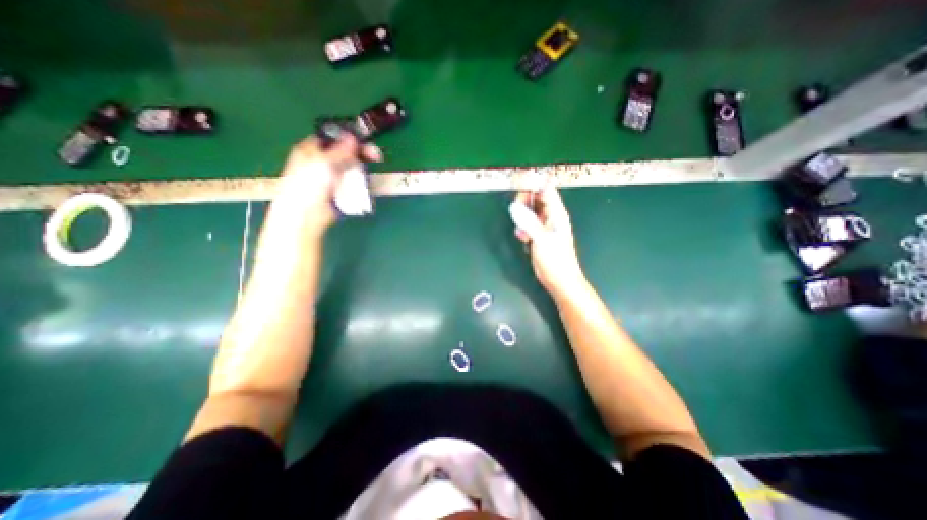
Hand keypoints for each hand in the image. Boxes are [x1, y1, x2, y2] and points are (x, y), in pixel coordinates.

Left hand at [277, 132, 382, 233]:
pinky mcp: (339, 192)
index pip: (333, 138)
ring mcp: (331, 179)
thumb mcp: (324, 164)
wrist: (306, 216)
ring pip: (351, 170)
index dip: (349, 139)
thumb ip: (340, 151)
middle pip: (345, 154)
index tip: (364, 142)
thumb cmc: (308, 187)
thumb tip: (352, 138)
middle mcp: (321, 163)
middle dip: (360, 155)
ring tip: (370, 174)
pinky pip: (353, 184)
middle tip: (376, 157)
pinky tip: (365, 185)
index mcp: (311, 150)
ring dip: (361, 171)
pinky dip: (360, 184)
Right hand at [511, 184, 581, 294]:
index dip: (532, 182)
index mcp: (556, 213)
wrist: (560, 281)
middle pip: (536, 197)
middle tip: (516, 210)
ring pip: (530, 211)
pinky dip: (522, 227)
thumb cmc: (556, 260)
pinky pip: (527, 224)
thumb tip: (514, 207)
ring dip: (522, 216)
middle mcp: (551, 216)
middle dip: (524, 201)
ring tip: (520, 229)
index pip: (545, 189)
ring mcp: (544, 226)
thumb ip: (528, 222)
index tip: (517, 181)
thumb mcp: (541, 240)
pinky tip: (522, 238)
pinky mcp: (538, 235)